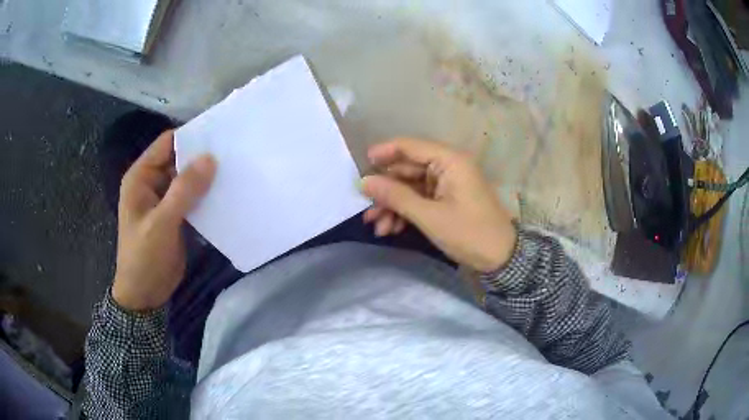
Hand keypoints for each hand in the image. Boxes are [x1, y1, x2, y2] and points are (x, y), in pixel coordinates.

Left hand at [112, 131, 216, 310]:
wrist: (145, 294)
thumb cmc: (144, 257)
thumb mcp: (162, 223)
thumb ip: (184, 191)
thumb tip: (211, 158)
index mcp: (141, 177)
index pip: (167, 144)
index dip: (191, 137)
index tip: (220, 135)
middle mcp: (152, 183)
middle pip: (180, 159)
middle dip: (202, 157)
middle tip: (234, 153)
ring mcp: (164, 200)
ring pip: (188, 179)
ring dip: (207, 177)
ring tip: (235, 171)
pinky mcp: (175, 215)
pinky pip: (193, 198)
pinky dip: (206, 195)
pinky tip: (226, 194)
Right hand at [361, 138, 515, 272]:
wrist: (500, 259)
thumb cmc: (469, 233)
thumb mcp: (429, 216)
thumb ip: (396, 196)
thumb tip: (364, 182)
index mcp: (449, 161)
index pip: (410, 146)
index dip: (383, 154)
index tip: (359, 167)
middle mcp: (448, 166)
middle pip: (407, 170)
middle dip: (386, 191)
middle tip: (366, 210)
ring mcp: (447, 184)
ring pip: (411, 187)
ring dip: (393, 205)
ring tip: (377, 228)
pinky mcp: (447, 199)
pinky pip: (420, 199)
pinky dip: (406, 212)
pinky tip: (391, 229)